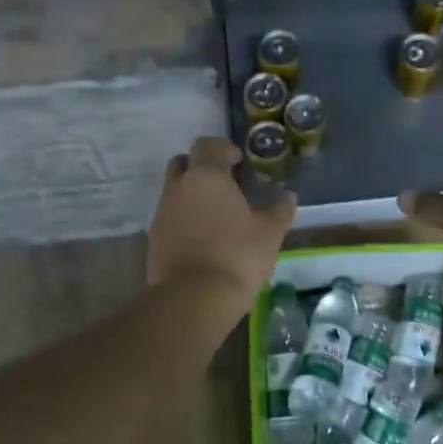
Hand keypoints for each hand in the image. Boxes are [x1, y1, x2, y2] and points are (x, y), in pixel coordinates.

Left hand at [148, 136, 295, 316]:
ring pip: (174, 191)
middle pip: (183, 163)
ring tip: (216, 216)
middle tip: (224, 184)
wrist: (194, 298)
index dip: (223, 149)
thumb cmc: (237, 256)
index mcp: (206, 176)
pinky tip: (204, 239)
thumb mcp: (270, 233)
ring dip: (192, 195)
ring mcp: (161, 213)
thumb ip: (280, 210)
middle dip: (201, 168)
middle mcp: (178, 188)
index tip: (238, 161)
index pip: (207, 145)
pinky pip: (170, 218)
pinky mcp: (154, 239)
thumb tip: (288, 196)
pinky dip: (184, 220)